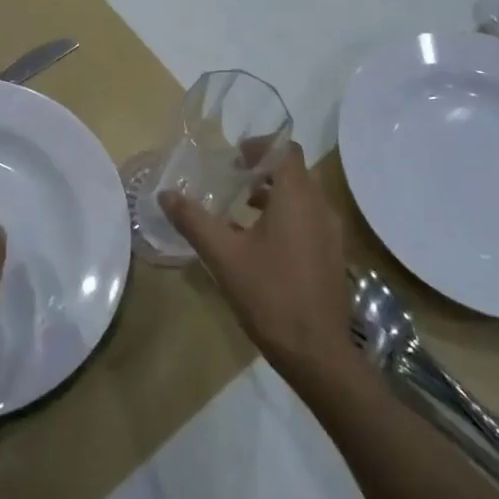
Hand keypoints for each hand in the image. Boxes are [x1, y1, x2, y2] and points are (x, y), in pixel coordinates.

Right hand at [158, 141, 352, 383]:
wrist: (316, 352)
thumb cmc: (269, 295)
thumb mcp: (223, 256)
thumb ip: (194, 221)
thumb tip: (165, 194)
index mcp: (296, 198)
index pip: (285, 150)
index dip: (260, 146)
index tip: (234, 158)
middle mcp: (320, 207)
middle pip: (294, 172)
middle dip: (263, 170)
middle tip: (232, 180)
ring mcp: (331, 232)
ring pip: (303, 197)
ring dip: (274, 195)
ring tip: (242, 209)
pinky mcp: (333, 255)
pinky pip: (310, 220)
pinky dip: (287, 217)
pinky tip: (261, 243)